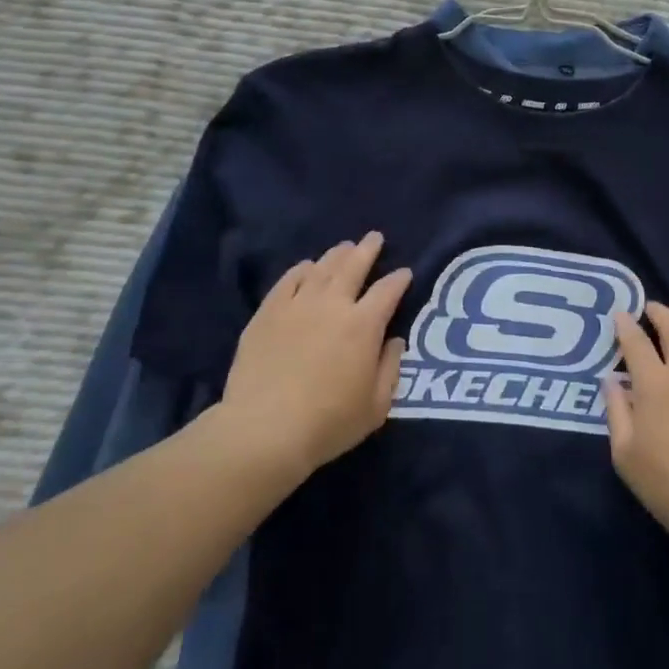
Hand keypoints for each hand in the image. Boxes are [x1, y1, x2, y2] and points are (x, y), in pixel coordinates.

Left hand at [216, 233, 411, 482]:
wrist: (263, 431)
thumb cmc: (328, 423)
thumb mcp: (376, 407)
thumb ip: (390, 369)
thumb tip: (394, 340)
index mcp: (364, 325)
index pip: (388, 291)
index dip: (399, 279)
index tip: (404, 272)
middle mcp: (333, 305)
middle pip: (354, 266)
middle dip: (368, 250)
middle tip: (375, 237)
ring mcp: (297, 305)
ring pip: (322, 268)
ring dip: (337, 254)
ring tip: (345, 246)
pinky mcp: (267, 314)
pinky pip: (288, 281)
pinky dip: (301, 270)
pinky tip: (307, 267)